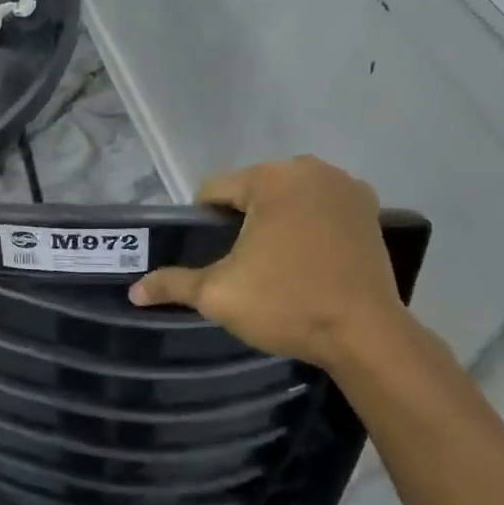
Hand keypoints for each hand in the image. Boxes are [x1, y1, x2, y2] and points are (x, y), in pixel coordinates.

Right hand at [129, 157, 421, 371]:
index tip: (213, 258)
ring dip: (276, 220)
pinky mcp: (369, 209)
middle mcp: (310, 168)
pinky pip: (321, 207)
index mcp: (270, 178)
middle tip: (244, 265)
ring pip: (288, 197)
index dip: (204, 224)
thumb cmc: (287, 305)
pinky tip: (309, 257)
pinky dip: (310, 223)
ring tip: (277, 264)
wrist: (366, 336)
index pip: (214, 190)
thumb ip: (174, 283)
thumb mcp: (220, 294)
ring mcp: (345, 186)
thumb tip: (134, 290)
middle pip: (253, 190)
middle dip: (242, 220)